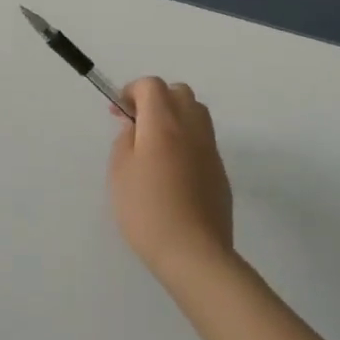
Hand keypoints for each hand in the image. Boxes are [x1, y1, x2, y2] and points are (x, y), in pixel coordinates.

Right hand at [108, 77, 232, 282]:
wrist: (194, 253)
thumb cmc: (147, 210)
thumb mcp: (120, 172)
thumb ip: (125, 140)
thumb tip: (135, 126)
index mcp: (163, 122)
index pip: (151, 85)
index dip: (132, 91)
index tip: (119, 113)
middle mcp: (191, 127)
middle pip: (178, 92)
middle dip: (156, 99)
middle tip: (138, 124)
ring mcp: (210, 148)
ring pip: (195, 113)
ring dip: (175, 116)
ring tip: (156, 144)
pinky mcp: (220, 170)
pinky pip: (203, 139)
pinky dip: (187, 140)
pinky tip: (173, 170)